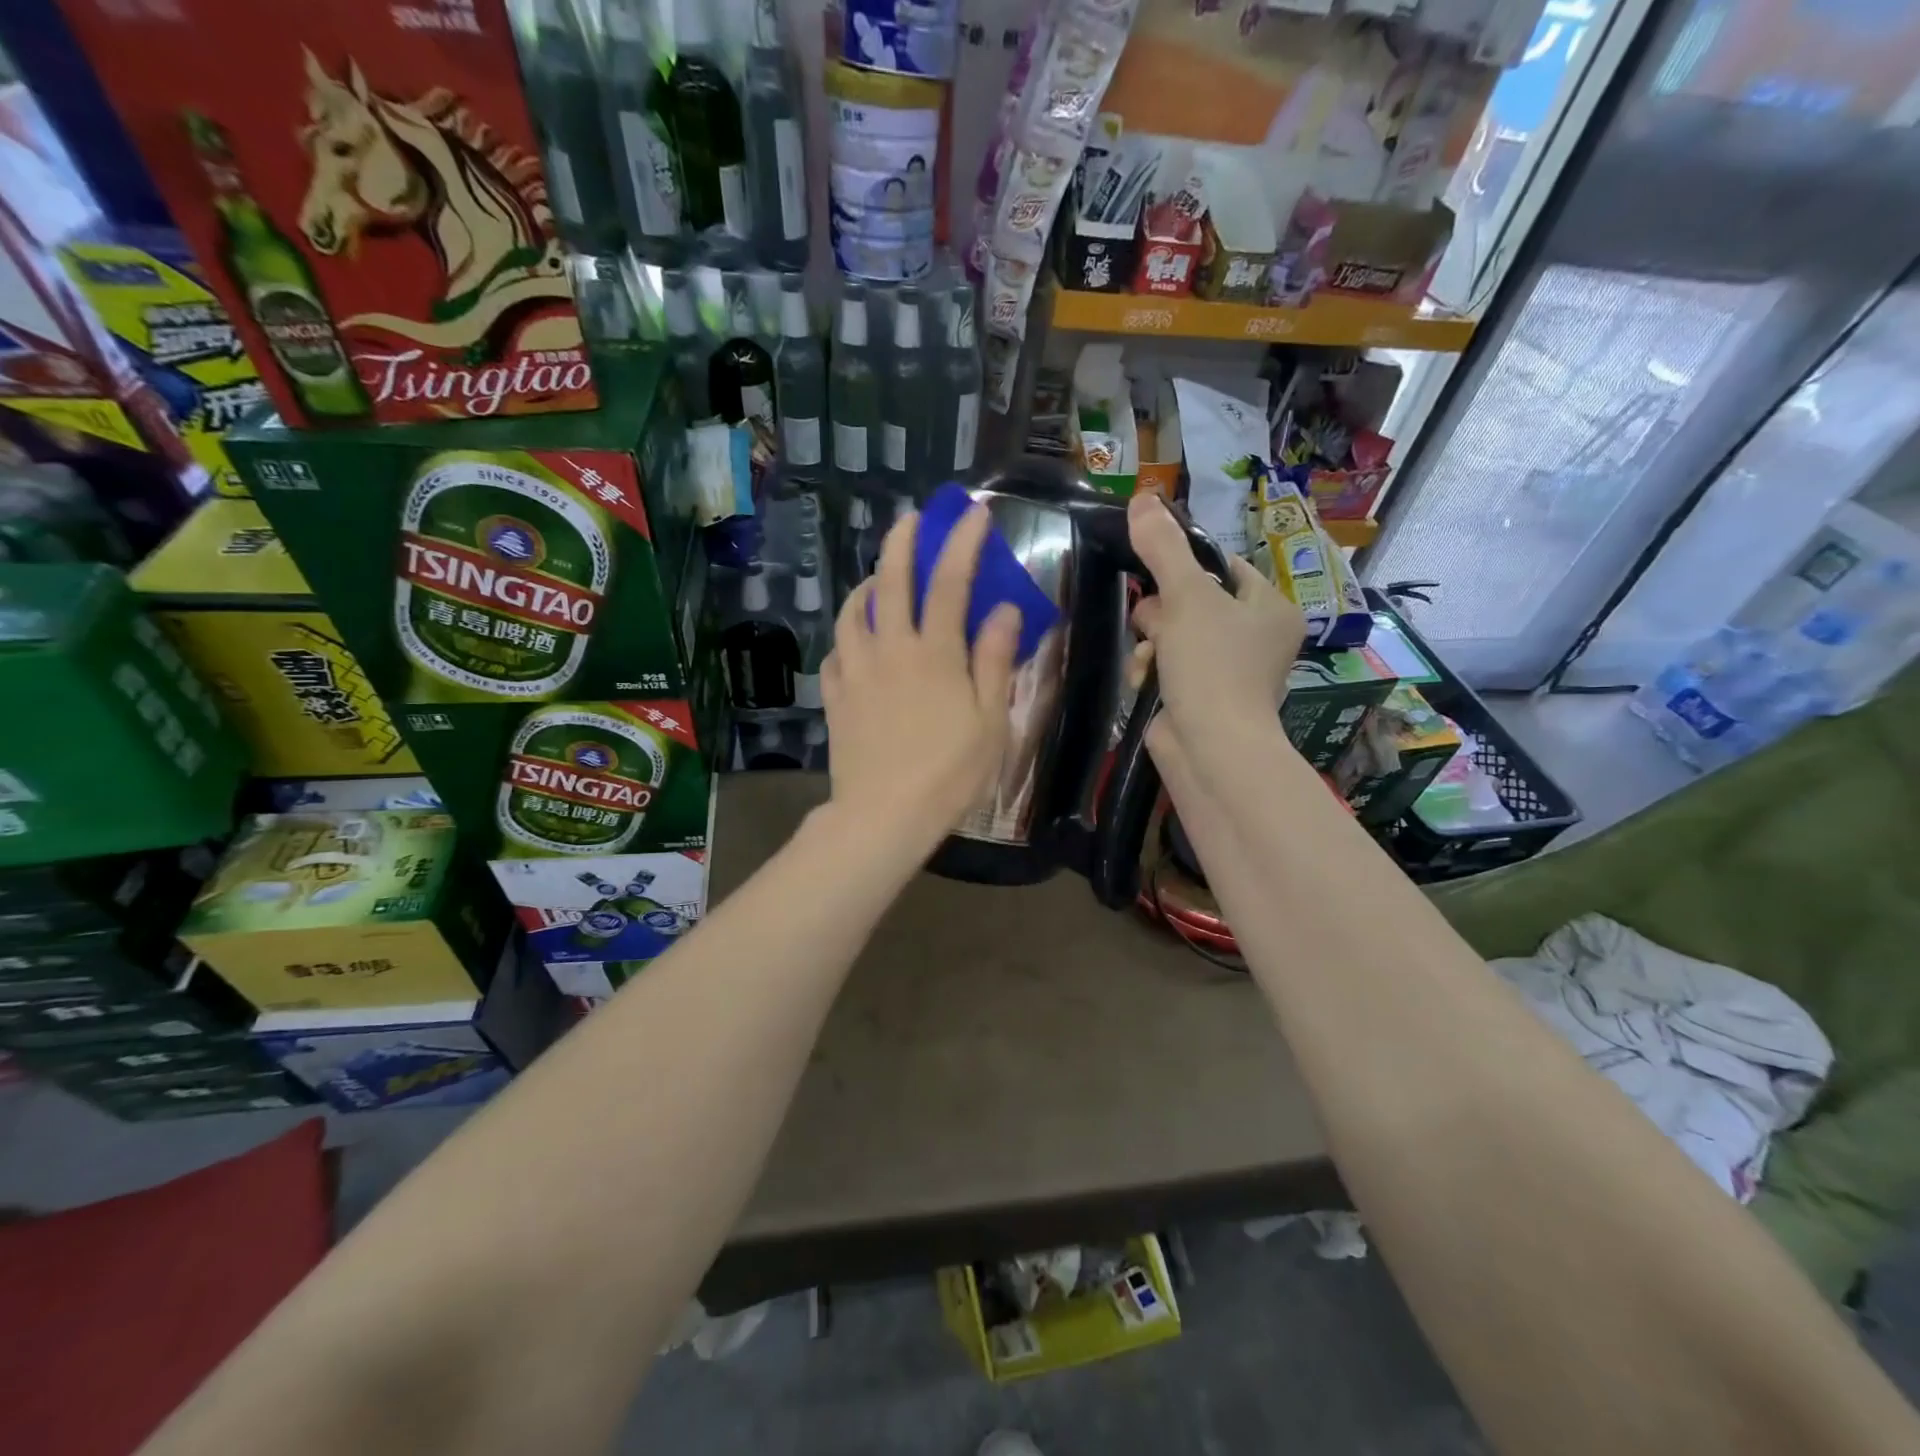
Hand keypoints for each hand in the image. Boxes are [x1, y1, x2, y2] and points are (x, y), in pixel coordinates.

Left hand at [820, 503, 1021, 855]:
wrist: (885, 815)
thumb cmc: (950, 773)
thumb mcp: (990, 721)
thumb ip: (994, 661)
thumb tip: (1004, 611)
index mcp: (935, 653)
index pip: (951, 582)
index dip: (963, 543)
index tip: (974, 514)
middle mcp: (891, 649)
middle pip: (892, 581)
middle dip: (903, 542)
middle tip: (911, 519)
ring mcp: (856, 671)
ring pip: (854, 612)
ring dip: (867, 585)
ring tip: (878, 581)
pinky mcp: (835, 696)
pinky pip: (836, 651)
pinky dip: (847, 635)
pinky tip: (855, 641)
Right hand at [1127, 490, 1306, 795]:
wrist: (1211, 748)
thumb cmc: (1212, 665)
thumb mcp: (1186, 597)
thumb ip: (1163, 548)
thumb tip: (1141, 497)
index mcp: (1270, 607)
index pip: (1223, 567)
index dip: (1185, 567)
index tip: (1156, 574)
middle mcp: (1256, 637)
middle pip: (1192, 600)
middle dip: (1162, 613)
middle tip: (1153, 625)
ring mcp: (1229, 671)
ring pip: (1173, 634)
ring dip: (1151, 643)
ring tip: (1148, 658)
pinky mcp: (1202, 697)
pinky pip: (1169, 667)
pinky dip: (1152, 670)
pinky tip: (1144, 679)